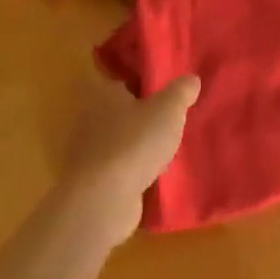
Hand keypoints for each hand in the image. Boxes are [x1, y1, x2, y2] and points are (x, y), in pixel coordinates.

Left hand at [58, 72, 200, 242]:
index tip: (168, 96)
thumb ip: (181, 92)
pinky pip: (117, 169)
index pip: (127, 82)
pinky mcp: (90, 181)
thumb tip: (191, 79)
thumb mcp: (168, 110)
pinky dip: (131, 172)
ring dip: (138, 148)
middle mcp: (90, 118)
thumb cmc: (135, 143)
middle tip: (171, 126)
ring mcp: (87, 152)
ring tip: (166, 154)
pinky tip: (152, 179)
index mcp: (105, 93)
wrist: (102, 199)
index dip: (147, 88)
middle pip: (122, 113)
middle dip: (143, 119)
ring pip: (119, 142)